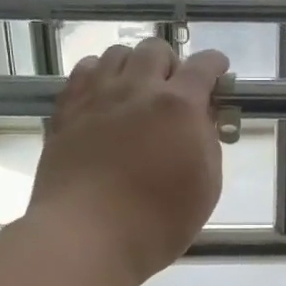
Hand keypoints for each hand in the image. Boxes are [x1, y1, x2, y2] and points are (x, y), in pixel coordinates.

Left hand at [28, 38, 229, 284]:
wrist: (87, 236)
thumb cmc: (157, 222)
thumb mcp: (206, 187)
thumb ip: (207, 143)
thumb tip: (201, 119)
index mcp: (179, 106)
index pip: (203, 66)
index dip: (215, 66)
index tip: (218, 74)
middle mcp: (138, 89)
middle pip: (155, 50)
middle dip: (170, 64)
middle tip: (173, 92)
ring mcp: (97, 97)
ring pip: (116, 54)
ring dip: (133, 66)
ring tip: (135, 92)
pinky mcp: (67, 111)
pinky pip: (83, 72)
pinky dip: (98, 75)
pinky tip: (102, 97)